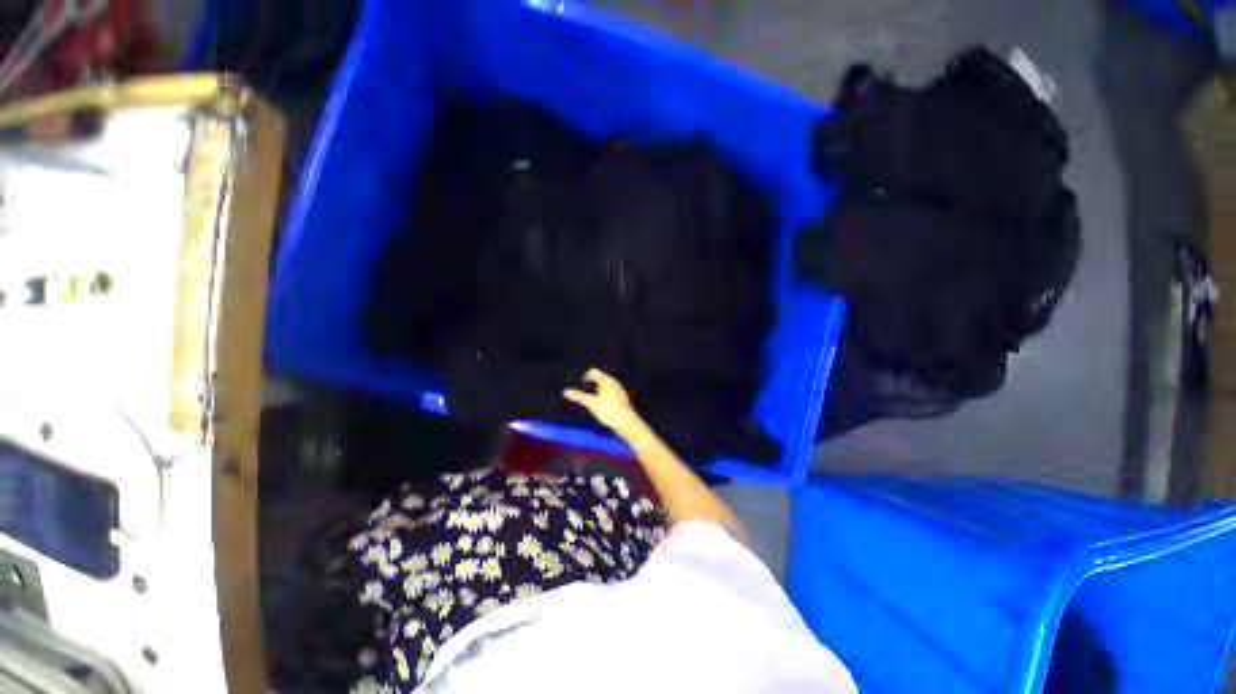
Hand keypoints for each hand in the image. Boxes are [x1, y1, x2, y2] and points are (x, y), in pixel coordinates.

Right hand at [563, 368, 639, 436]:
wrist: (627, 423)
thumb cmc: (609, 410)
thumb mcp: (591, 403)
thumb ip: (579, 396)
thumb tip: (565, 391)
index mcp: (607, 380)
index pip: (593, 372)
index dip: (585, 377)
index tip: (581, 388)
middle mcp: (614, 382)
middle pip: (599, 378)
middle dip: (590, 384)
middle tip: (584, 395)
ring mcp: (619, 390)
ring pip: (605, 386)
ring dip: (596, 391)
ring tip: (591, 402)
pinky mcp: (621, 399)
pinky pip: (609, 393)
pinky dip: (603, 397)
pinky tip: (602, 407)